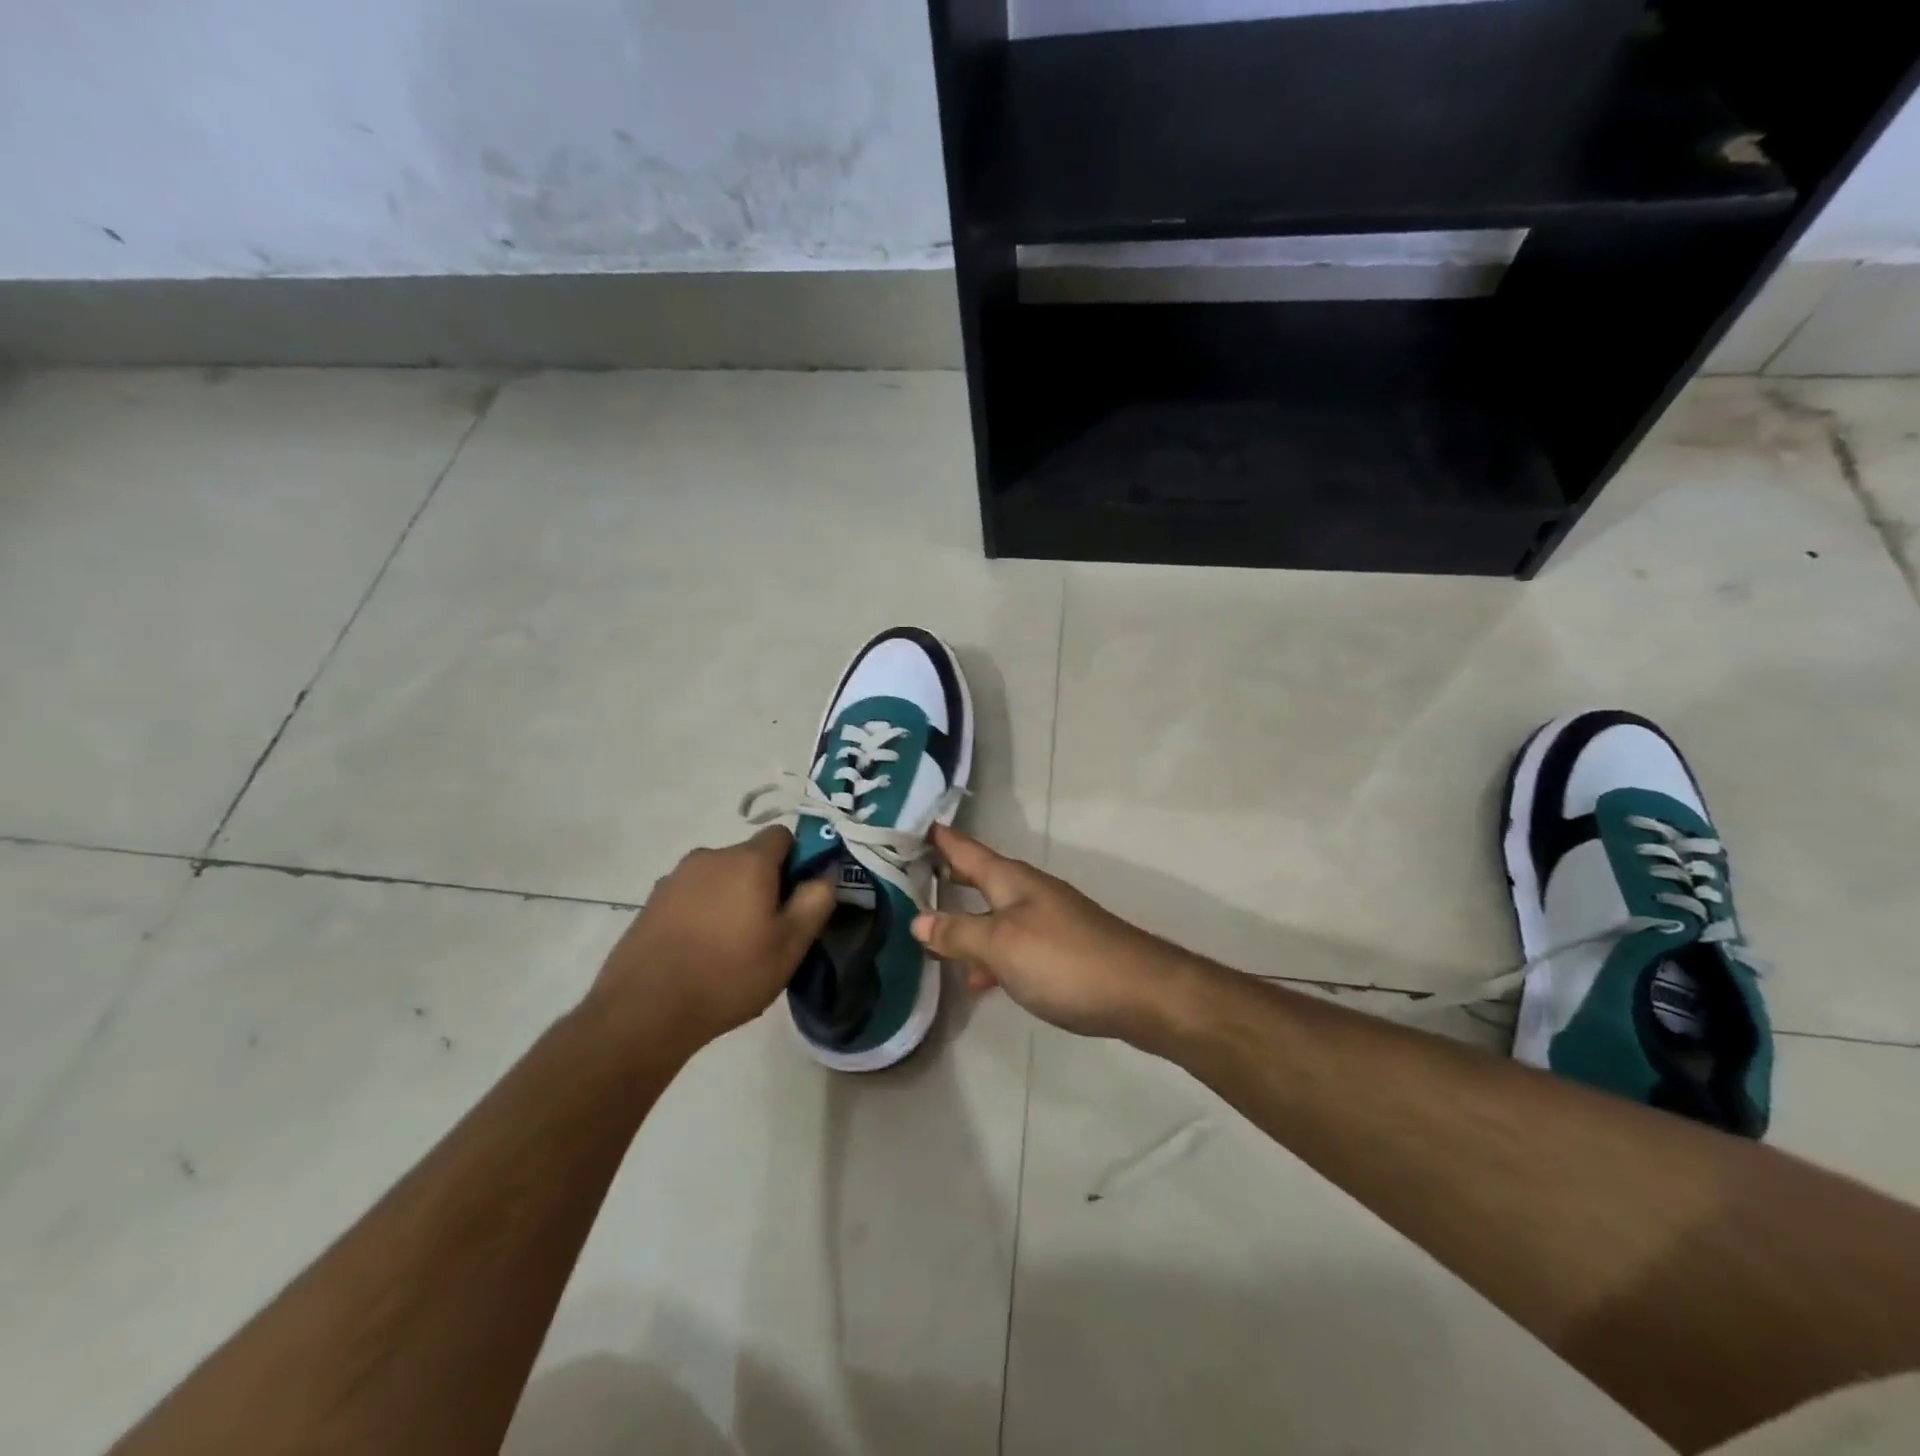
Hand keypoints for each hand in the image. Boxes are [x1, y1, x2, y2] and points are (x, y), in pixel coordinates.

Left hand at [589, 827, 835, 1051]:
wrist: (643, 1011)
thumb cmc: (729, 974)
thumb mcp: (790, 945)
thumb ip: (816, 901)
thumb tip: (825, 873)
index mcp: (747, 861)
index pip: (782, 836)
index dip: (797, 861)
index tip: (796, 899)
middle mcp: (710, 857)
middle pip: (749, 858)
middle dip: (763, 884)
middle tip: (767, 931)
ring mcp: (675, 878)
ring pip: (719, 878)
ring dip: (730, 899)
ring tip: (730, 947)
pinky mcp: (651, 902)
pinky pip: (691, 896)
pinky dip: (702, 913)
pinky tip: (699, 953)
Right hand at [911, 825, 1197, 1040]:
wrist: (1141, 993)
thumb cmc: (1064, 960)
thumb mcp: (1001, 945)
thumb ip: (959, 933)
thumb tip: (919, 920)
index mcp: (1011, 880)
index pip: (964, 849)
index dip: (937, 837)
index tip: (906, 825)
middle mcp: (1028, 892)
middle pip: (978, 877)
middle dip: (946, 876)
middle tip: (906, 875)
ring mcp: (1046, 920)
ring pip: (993, 914)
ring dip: (964, 921)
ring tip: (929, 936)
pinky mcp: (1060, 951)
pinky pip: (1011, 945)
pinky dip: (989, 956)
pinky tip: (978, 981)